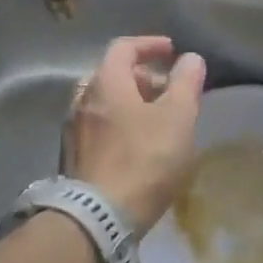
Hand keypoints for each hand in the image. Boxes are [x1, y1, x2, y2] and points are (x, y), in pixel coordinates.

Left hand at [66, 37, 205, 230]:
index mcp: (105, 82)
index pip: (124, 47)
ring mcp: (72, 131)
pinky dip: (120, 127)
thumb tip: (190, 58)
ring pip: (104, 104)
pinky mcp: (73, 159)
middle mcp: (82, 99)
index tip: (172, 51)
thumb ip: (186, 83)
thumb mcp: (177, 117)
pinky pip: (98, 129)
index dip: (150, 44)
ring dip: (131, 104)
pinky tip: (138, 147)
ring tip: (157, 121)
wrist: (98, 218)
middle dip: (143, 78)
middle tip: (169, 92)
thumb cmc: (144, 159)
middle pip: (112, 75)